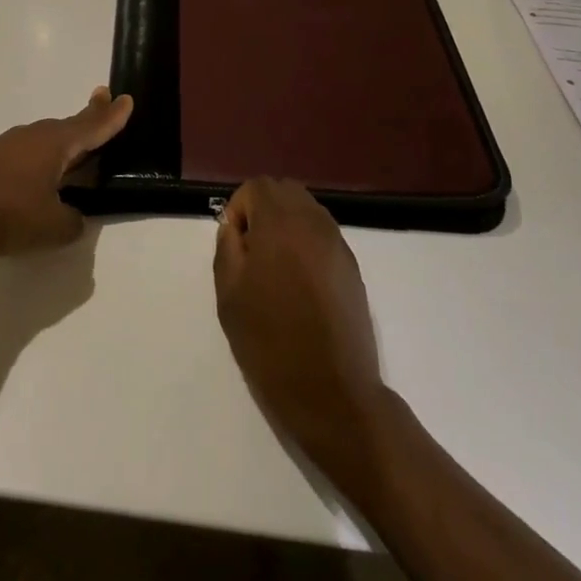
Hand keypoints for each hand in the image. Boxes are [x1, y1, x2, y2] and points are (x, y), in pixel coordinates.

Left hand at [0, 87, 133, 257]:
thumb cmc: (7, 213)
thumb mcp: (52, 226)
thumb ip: (73, 221)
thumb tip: (74, 216)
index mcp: (56, 144)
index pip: (92, 126)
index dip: (112, 116)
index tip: (126, 98)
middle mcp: (34, 136)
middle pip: (70, 126)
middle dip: (90, 117)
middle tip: (105, 102)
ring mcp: (9, 146)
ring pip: (47, 139)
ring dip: (65, 140)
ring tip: (79, 146)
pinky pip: (29, 152)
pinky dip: (44, 156)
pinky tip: (42, 173)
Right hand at [214, 178, 388, 488]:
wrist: (332, 393)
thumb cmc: (270, 341)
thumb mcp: (229, 293)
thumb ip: (228, 246)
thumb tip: (235, 227)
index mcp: (281, 223)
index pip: (257, 187)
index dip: (239, 210)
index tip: (236, 248)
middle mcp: (314, 223)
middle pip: (285, 191)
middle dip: (264, 210)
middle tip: (252, 253)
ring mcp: (338, 245)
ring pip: (307, 211)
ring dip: (287, 226)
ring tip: (276, 270)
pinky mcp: (352, 268)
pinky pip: (323, 236)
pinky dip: (307, 245)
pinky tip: (300, 286)